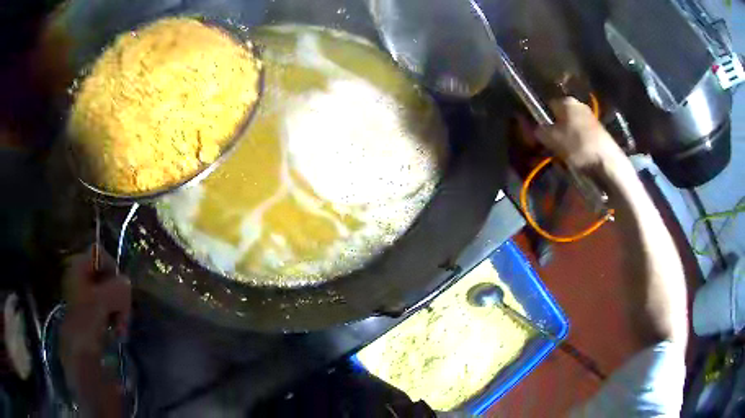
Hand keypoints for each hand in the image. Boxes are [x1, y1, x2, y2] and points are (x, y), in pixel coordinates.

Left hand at [59, 246, 130, 417]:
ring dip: (120, 310)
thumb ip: (116, 288)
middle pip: (107, 275)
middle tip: (122, 315)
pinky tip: (117, 332)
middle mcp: (81, 280)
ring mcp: (87, 300)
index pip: (98, 253)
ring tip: (120, 328)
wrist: (80, 361)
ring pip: (111, 295)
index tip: (120, 288)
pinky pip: (110, 310)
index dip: (112, 267)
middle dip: (118, 295)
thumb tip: (126, 283)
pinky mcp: (94, 318)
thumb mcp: (100, 303)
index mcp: (77, 269)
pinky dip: (117, 319)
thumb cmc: (85, 326)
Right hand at [537, 97, 624, 171]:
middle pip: (560, 117)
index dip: (541, 120)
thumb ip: (540, 131)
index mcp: (566, 101)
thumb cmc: (578, 146)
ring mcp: (590, 117)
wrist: (607, 161)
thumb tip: (537, 130)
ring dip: (566, 140)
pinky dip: (577, 145)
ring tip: (565, 155)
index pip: (547, 105)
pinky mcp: (598, 131)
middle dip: (555, 131)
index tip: (540, 135)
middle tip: (552, 147)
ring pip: (571, 128)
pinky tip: (578, 157)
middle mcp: (578, 104)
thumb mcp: (551, 139)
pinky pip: (581, 136)